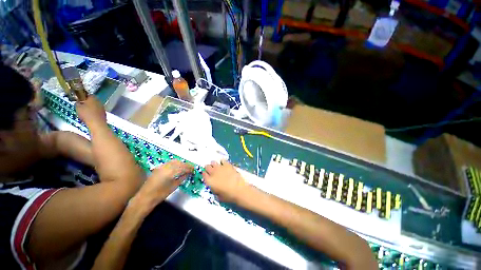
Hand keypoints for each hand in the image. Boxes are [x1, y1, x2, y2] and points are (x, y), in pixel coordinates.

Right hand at [75, 95, 106, 127]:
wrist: (97, 123)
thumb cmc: (86, 114)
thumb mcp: (77, 107)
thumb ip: (77, 103)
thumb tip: (78, 102)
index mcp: (93, 98)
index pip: (88, 95)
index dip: (83, 97)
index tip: (80, 100)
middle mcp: (99, 102)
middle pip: (92, 101)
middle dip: (87, 103)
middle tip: (82, 107)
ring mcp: (103, 107)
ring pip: (95, 106)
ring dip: (91, 108)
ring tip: (85, 113)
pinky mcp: (104, 113)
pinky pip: (98, 112)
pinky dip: (94, 113)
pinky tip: (90, 117)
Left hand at [138, 160, 193, 205]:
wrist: (145, 198)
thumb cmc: (160, 195)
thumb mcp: (173, 187)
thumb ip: (182, 178)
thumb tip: (188, 173)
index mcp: (170, 172)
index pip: (183, 167)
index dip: (189, 168)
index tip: (194, 169)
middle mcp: (165, 167)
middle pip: (179, 162)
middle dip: (186, 165)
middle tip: (191, 168)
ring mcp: (161, 166)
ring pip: (174, 161)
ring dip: (181, 163)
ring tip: (185, 167)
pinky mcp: (158, 168)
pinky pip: (169, 163)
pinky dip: (175, 164)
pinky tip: (178, 168)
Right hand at [203, 160, 249, 202]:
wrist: (239, 190)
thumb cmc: (228, 196)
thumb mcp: (218, 196)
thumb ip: (214, 189)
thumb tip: (214, 186)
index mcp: (209, 181)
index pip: (203, 174)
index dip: (205, 174)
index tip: (207, 175)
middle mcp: (213, 173)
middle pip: (207, 167)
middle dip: (208, 168)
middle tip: (211, 170)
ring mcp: (220, 167)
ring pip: (213, 162)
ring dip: (214, 164)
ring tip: (217, 167)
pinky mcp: (227, 164)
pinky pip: (222, 160)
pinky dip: (222, 162)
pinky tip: (223, 164)